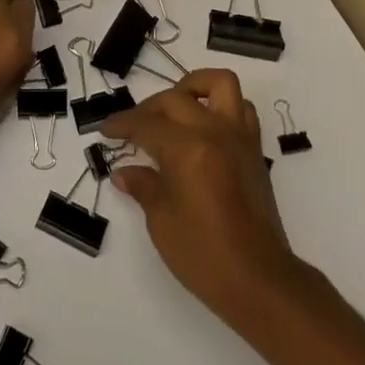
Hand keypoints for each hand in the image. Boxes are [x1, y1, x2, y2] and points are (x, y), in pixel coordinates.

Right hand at [102, 69, 300, 326]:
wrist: (258, 280)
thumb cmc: (203, 254)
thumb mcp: (161, 221)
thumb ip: (143, 186)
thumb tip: (125, 172)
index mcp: (187, 148)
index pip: (146, 124)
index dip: (122, 124)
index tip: (105, 129)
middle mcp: (215, 132)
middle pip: (176, 98)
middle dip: (149, 108)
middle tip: (132, 129)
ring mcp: (239, 137)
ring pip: (219, 84)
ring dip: (193, 88)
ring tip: (175, 110)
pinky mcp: (254, 150)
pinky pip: (241, 108)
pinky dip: (221, 106)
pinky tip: (203, 129)